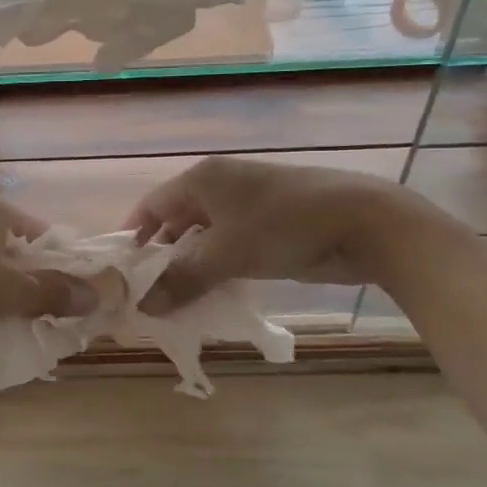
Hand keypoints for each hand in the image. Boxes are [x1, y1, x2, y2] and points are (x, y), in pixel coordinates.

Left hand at [0, 197, 96, 358]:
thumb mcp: (9, 288)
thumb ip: (55, 291)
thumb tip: (99, 295)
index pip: (39, 232)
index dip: (63, 260)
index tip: (80, 293)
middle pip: (15, 255)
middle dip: (37, 286)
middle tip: (59, 317)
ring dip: (9, 302)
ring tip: (31, 330)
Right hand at [125, 157, 439, 313]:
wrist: (365, 223)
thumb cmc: (284, 226)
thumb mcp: (226, 254)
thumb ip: (181, 280)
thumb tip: (142, 307)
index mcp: (202, 179)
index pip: (151, 206)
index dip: (134, 237)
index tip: (122, 273)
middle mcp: (219, 186)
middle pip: (176, 222)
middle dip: (162, 258)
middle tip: (148, 294)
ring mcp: (247, 205)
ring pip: (204, 238)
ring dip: (190, 267)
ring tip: (176, 301)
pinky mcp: (269, 226)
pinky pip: (229, 248)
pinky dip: (217, 269)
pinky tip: (213, 295)